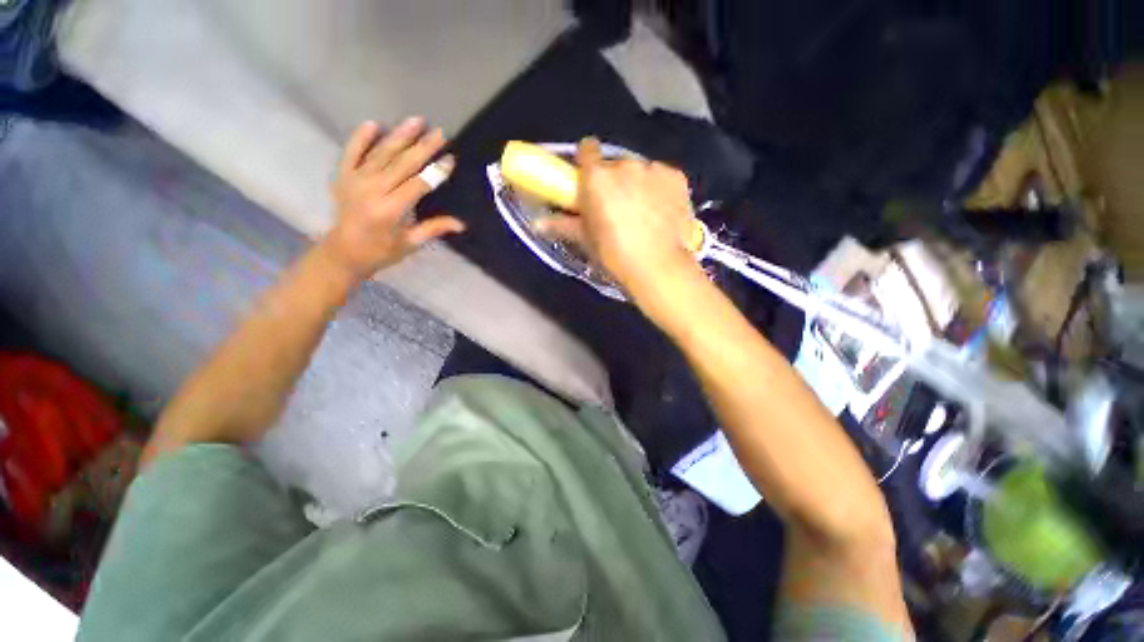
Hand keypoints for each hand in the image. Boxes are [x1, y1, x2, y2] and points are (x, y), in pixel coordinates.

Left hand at [322, 118, 464, 280]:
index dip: (436, 171)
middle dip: (423, 147)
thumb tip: (461, 224)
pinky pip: (351, 152)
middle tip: (440, 133)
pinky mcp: (342, 175)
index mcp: (390, 210)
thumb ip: (434, 229)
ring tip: (416, 120)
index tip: (450, 159)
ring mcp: (355, 180)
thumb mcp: (411, 243)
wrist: (343, 252)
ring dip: (399, 136)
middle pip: (402, 164)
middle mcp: (372, 190)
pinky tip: (374, 124)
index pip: (418, 184)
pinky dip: (361, 137)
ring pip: (381, 153)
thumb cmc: (381, 251)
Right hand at [534, 138, 700, 301]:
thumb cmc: (616, 255)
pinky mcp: (677, 177)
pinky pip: (661, 177)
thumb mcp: (587, 241)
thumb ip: (563, 225)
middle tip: (616, 207)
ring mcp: (654, 169)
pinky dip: (659, 189)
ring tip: (643, 213)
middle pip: (615, 164)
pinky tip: (661, 212)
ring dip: (637, 184)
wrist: (659, 267)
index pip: (587, 149)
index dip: (586, 161)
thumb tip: (537, 224)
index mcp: (597, 178)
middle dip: (613, 180)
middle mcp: (625, 165)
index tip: (588, 179)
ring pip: (640, 171)